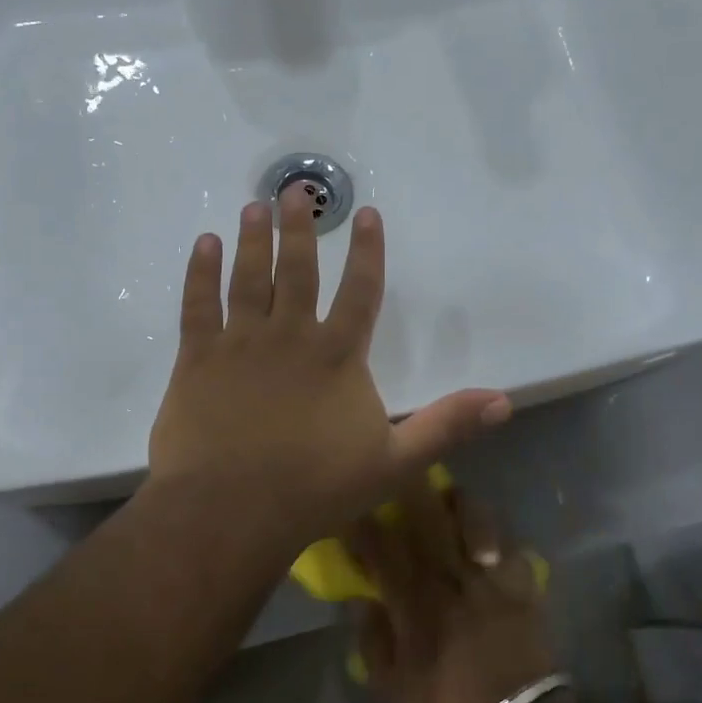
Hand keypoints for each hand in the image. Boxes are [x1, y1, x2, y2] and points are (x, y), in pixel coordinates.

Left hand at [148, 189, 511, 560]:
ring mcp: (239, 343)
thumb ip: (446, 426)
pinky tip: (203, 244)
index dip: (367, 251)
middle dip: (299, 229)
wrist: (230, 511)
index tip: (367, 214)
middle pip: (297, 270)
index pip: (360, 291)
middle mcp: (290, 335)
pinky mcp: (197, 359)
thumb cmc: (315, 488)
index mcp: (337, 355)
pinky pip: (198, 305)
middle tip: (295, 192)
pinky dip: (200, 272)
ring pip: (248, 278)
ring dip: (253, 240)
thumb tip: (504, 401)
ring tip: (254, 208)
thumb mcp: (395, 463)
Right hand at [350, 480, 557, 702]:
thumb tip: (364, 599)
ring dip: (459, 502)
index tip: (354, 505)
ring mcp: (492, 579)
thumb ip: (373, 641)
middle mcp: (452, 579)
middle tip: (399, 470)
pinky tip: (489, 544)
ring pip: (475, 520)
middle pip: (428, 519)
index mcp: (415, 603)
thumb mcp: (392, 691)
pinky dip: (499, 539)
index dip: (365, 523)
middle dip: (409, 489)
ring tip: (448, 497)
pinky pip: (512, 547)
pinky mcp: (524, 588)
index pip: (383, 548)